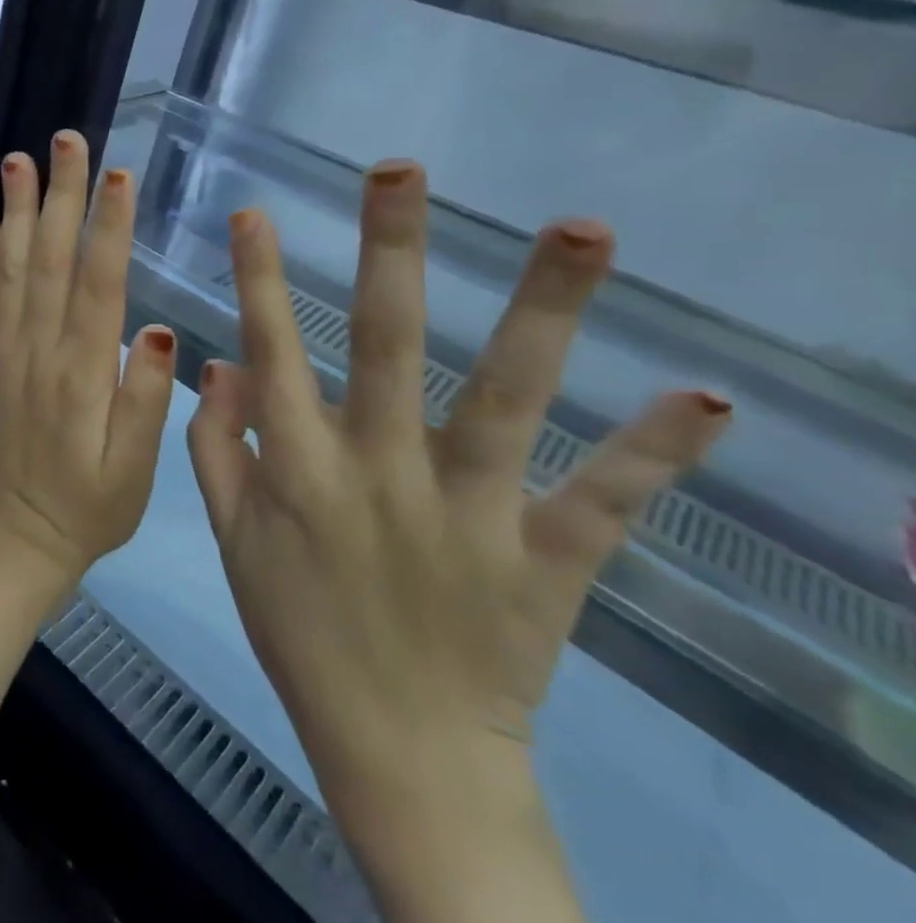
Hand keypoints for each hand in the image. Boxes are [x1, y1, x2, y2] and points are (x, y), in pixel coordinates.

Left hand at [0, 130, 177, 582]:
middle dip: (59, 196)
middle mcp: (38, 350)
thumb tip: (160, 331)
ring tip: (18, 161)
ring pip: (11, 269)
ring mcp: (6, 351)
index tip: (116, 174)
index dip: (107, 227)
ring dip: (15, 212)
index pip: (97, 285)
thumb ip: (146, 400)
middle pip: (50, 260)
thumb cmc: (92, 503)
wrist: (19, 533)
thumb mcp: (136, 469)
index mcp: (83, 372)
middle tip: (64, 141)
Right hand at [187, 161, 730, 821]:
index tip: (254, 211)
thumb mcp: (233, 541)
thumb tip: (218, 362)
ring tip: (580, 227)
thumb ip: (216, 447)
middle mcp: (381, 471)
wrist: (400, 754)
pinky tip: (705, 398)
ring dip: (543, 311)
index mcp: (301, 469)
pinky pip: (603, 500)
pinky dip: (653, 453)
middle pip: (388, 343)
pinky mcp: (546, 560)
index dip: (261, 279)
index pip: (273, 351)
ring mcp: (469, 511)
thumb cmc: (300, 633)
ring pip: (506, 396)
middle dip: (391, 249)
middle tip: (404, 168)